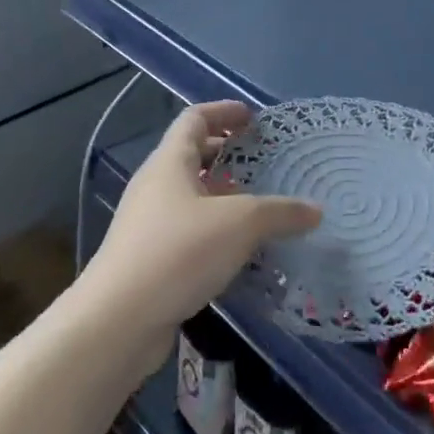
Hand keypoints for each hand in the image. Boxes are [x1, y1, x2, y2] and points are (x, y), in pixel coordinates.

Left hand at [81, 102, 320, 349]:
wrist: (118, 321)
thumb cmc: (178, 253)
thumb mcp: (239, 224)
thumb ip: (280, 213)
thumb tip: (316, 210)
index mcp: (169, 162)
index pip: (195, 119)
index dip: (224, 112)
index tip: (252, 117)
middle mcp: (155, 186)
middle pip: (192, 156)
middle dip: (227, 155)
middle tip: (263, 163)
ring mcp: (148, 224)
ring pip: (191, 197)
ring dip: (223, 197)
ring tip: (260, 208)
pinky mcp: (149, 259)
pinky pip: (188, 231)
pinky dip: (215, 231)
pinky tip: (241, 252)